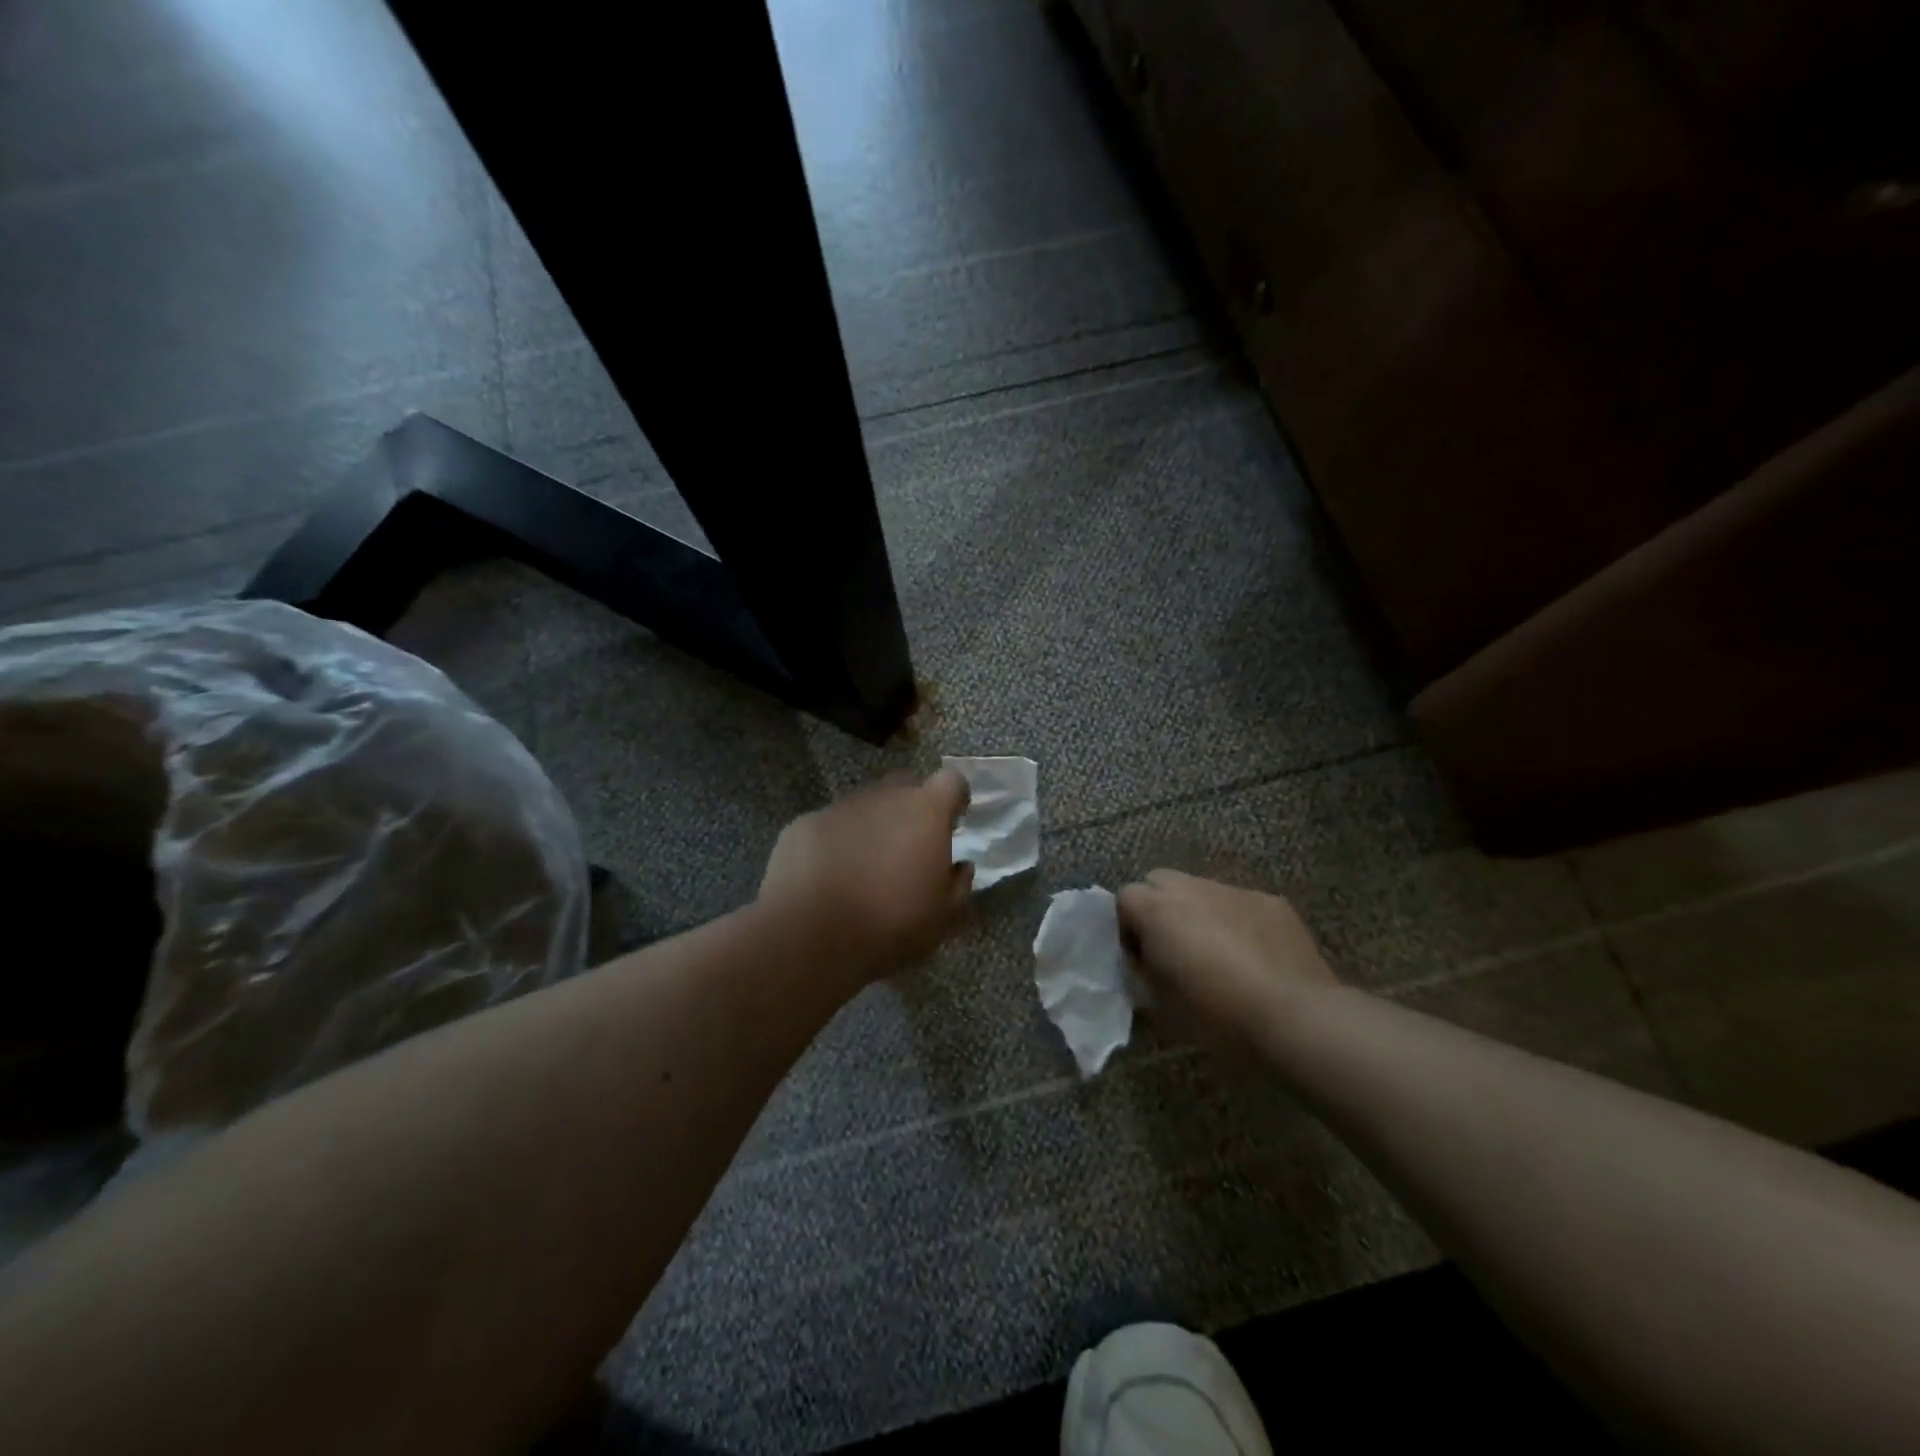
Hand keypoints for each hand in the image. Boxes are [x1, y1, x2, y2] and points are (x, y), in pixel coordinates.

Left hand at [758, 769, 973, 989]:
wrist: (809, 935)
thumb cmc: (890, 924)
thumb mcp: (942, 917)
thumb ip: (958, 884)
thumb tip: (960, 866)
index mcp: (925, 811)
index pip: (951, 781)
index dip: (955, 798)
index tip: (953, 822)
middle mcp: (883, 797)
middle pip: (905, 785)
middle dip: (912, 808)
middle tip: (910, 846)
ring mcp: (840, 807)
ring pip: (865, 806)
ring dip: (872, 826)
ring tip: (865, 868)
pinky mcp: (804, 823)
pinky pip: (830, 826)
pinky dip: (836, 842)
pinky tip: (828, 877)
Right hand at [1117, 870, 1335, 1050]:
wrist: (1297, 1019)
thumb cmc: (1219, 1017)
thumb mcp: (1162, 1007)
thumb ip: (1144, 975)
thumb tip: (1144, 966)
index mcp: (1158, 910)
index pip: (1124, 897)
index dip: (1127, 926)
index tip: (1140, 958)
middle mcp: (1192, 888)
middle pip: (1160, 881)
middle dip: (1159, 908)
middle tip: (1173, 949)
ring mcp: (1235, 891)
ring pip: (1202, 890)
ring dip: (1199, 913)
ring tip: (1218, 955)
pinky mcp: (1272, 902)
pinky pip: (1241, 904)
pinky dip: (1238, 922)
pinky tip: (1255, 958)